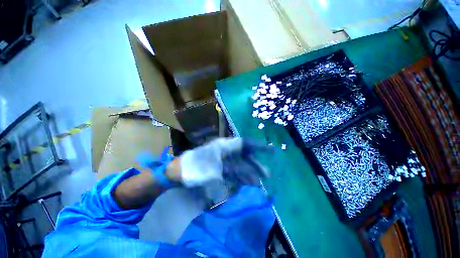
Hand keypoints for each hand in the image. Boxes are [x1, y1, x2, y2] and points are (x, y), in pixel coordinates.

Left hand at [168, 138, 269, 187]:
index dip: (259, 145)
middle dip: (255, 164)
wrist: (179, 173)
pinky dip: (241, 177)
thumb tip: (253, 175)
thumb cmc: (195, 168)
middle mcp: (226, 150)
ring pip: (240, 164)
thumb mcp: (215, 168)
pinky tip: (247, 182)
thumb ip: (235, 170)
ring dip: (249, 172)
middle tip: (267, 174)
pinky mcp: (221, 167)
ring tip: (258, 182)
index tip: (271, 149)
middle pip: (244, 155)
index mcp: (225, 146)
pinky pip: (234, 171)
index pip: (245, 143)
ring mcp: (223, 159)